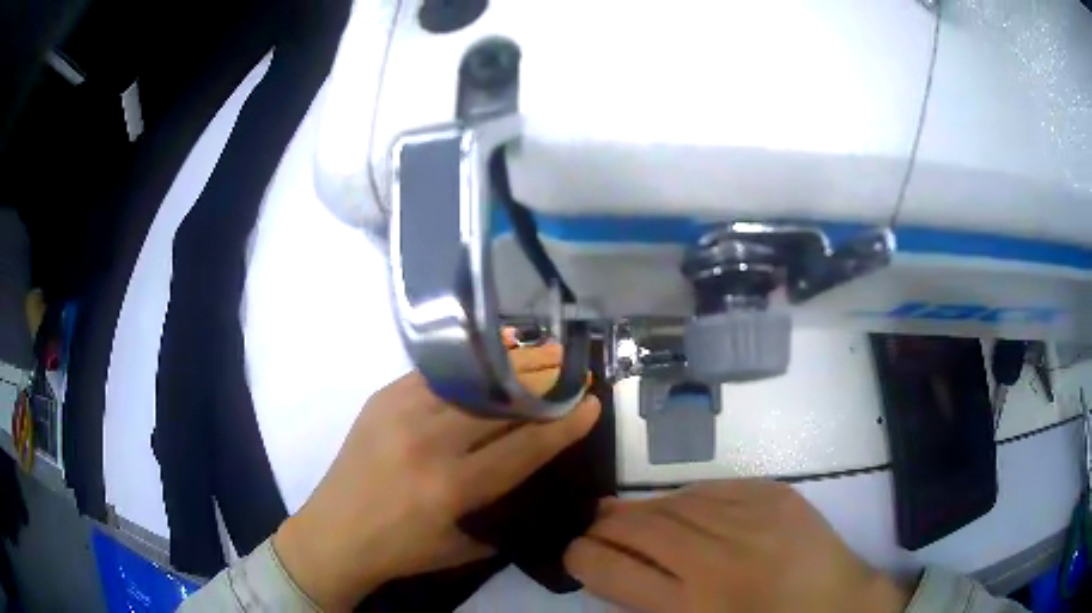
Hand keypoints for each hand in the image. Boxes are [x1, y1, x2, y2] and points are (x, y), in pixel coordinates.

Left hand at [274, 338, 599, 610]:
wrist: (332, 533)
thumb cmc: (399, 550)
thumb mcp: (460, 546)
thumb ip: (499, 516)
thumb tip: (527, 479)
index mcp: (450, 487)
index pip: (522, 448)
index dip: (562, 426)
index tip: (589, 404)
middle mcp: (427, 443)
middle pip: (498, 405)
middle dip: (540, 385)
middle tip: (568, 369)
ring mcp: (400, 414)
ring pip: (468, 382)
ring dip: (506, 369)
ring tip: (533, 354)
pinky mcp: (381, 399)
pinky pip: (433, 376)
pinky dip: (465, 368)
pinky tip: (483, 361)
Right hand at [565, 480, 909, 612]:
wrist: (840, 606)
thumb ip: (651, 605)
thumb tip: (614, 568)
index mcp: (693, 605)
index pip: (612, 568)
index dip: (581, 557)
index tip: (574, 553)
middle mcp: (716, 557)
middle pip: (639, 528)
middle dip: (604, 527)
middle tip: (591, 528)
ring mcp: (750, 518)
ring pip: (673, 502)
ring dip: (640, 509)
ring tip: (622, 513)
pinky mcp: (775, 494)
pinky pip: (713, 488)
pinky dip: (685, 498)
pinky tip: (678, 507)